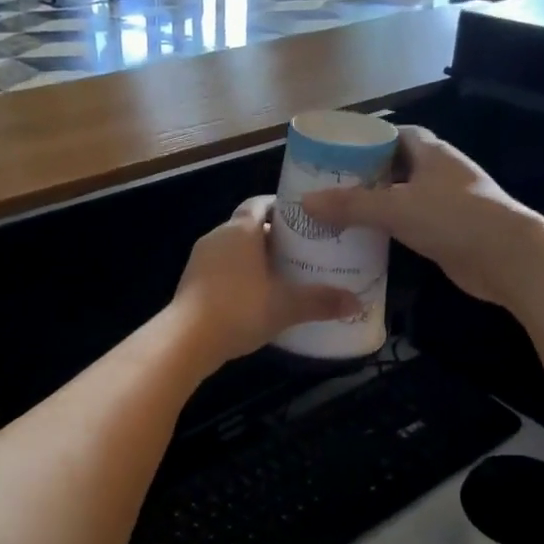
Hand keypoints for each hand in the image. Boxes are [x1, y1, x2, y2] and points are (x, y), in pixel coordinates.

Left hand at [171, 196, 359, 366]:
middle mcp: (217, 237)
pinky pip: (221, 270)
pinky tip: (255, 297)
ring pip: (233, 250)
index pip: (260, 204)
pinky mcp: (191, 282)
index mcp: (240, 230)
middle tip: (302, 252)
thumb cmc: (239, 309)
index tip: (304, 220)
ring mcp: (200, 260)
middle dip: (274, 238)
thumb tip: (356, 302)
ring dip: (255, 259)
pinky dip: (239, 277)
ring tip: (283, 276)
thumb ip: (320, 301)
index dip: (282, 209)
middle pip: (248, 228)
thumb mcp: (285, 306)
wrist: (187, 340)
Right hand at [300, 128, 536, 306]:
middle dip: (365, 175)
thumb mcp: (395, 208)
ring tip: (338, 213)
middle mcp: (439, 172)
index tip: (336, 151)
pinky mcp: (448, 232)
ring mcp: (446, 203)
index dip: (367, 139)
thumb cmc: (453, 218)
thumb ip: (351, 205)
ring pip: (403, 198)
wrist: (507, 258)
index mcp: (431, 152)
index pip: (395, 134)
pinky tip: (365, 240)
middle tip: (328, 187)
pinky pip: (410, 224)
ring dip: (376, 205)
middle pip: (395, 166)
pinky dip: (389, 229)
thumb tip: (305, 202)